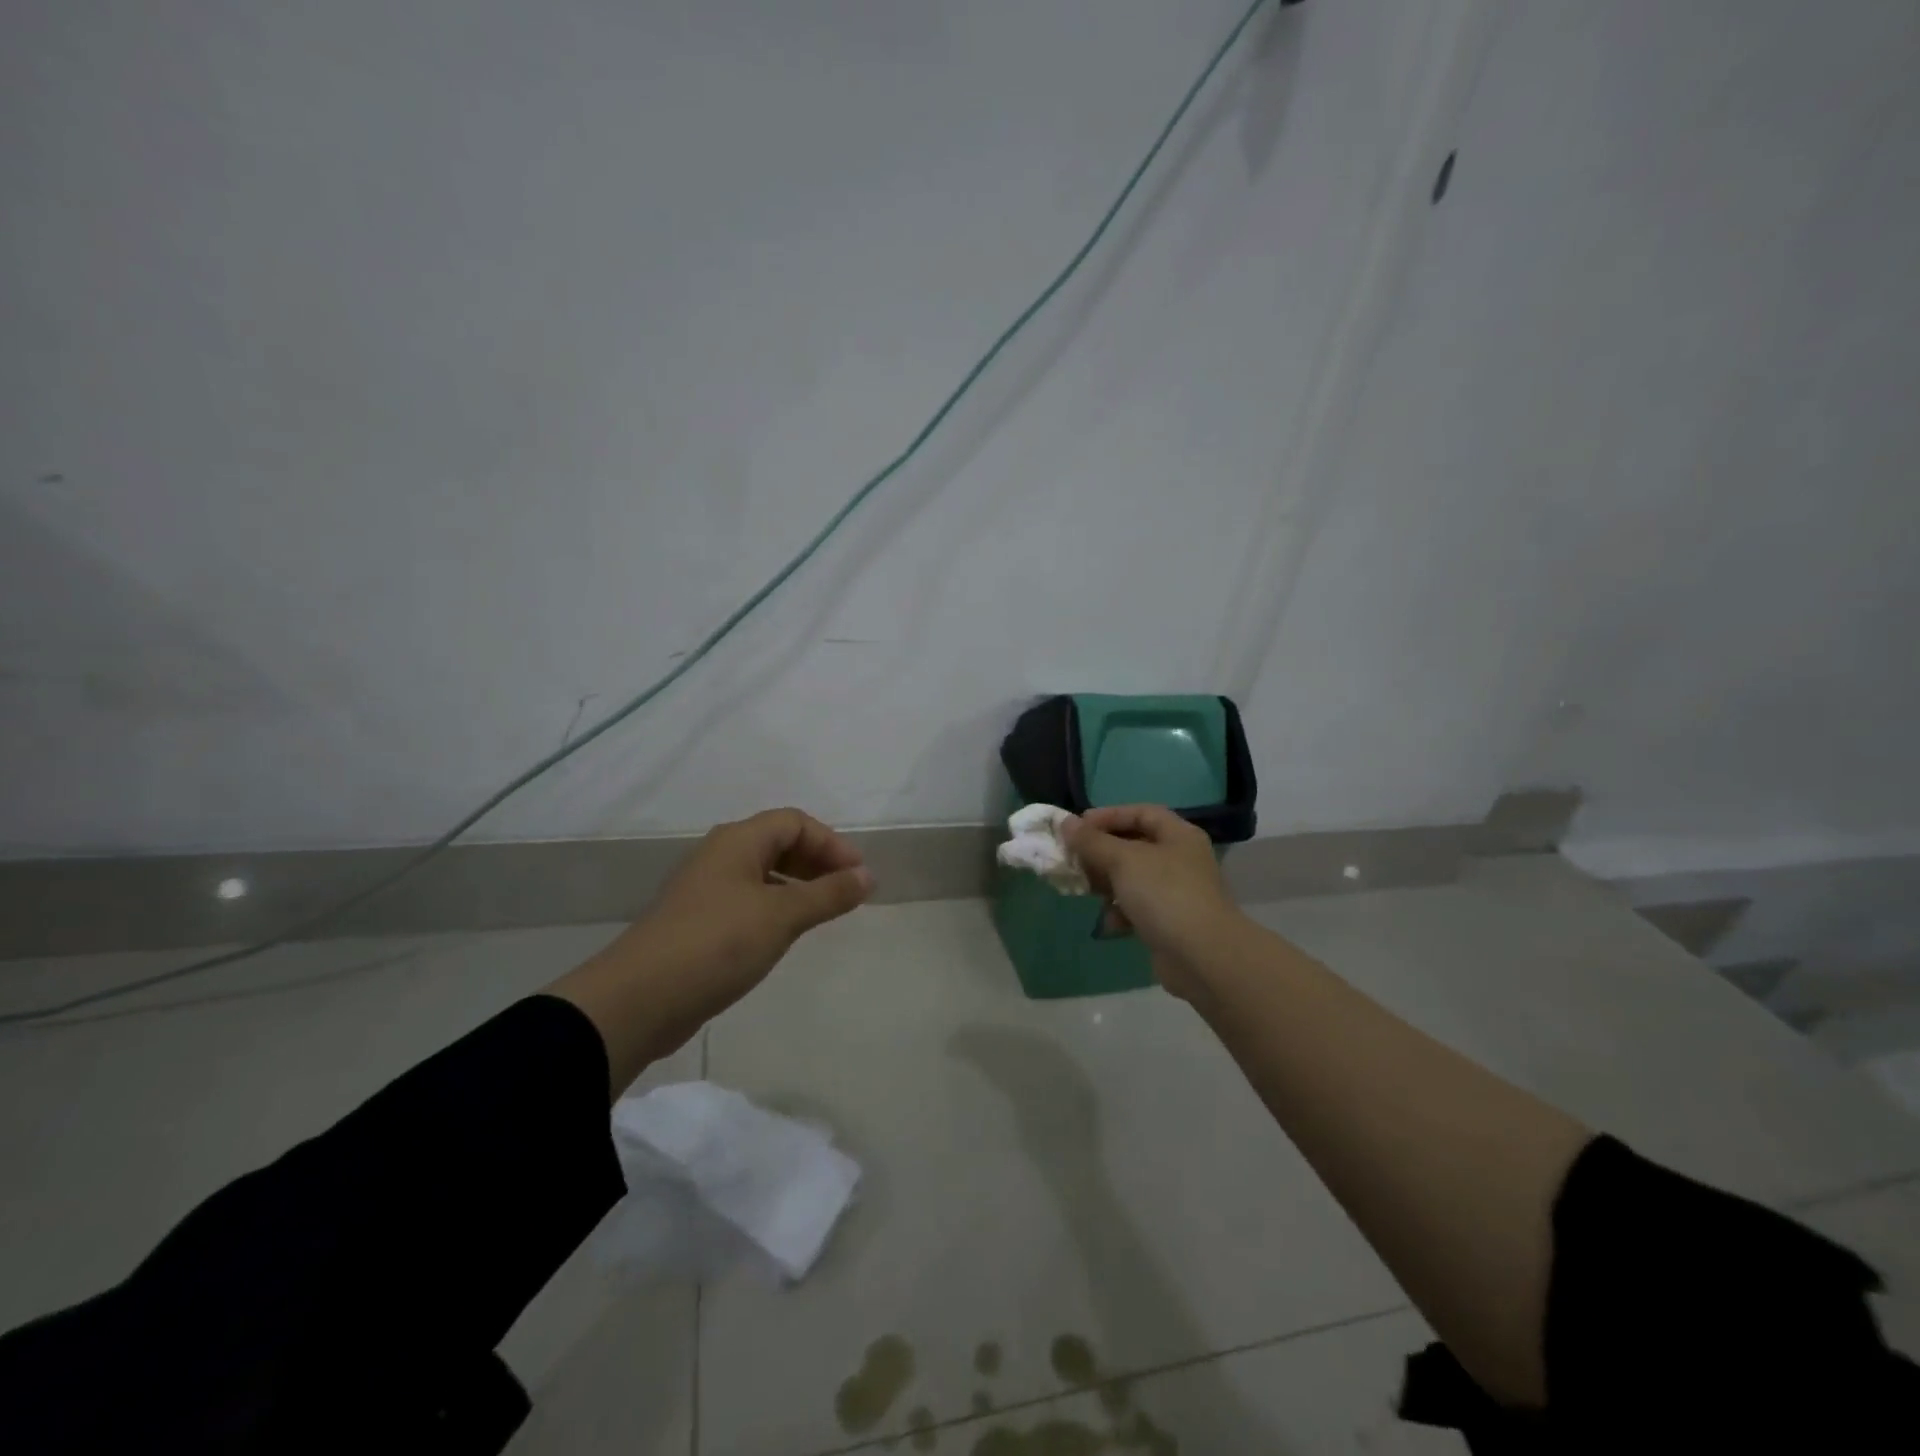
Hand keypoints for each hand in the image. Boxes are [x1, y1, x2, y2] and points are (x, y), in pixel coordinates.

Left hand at [568, 809, 872, 1072]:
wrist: (640, 998)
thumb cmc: (718, 943)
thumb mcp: (782, 915)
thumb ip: (829, 894)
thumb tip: (867, 876)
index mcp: (738, 841)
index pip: (794, 822)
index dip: (831, 842)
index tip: (858, 875)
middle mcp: (721, 856)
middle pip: (778, 843)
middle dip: (817, 862)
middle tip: (846, 893)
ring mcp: (706, 890)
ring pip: (763, 874)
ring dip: (798, 886)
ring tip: (824, 913)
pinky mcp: (699, 922)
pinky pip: (748, 901)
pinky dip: (776, 908)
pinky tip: (786, 934)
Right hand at [1064, 804, 1246, 1001]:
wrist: (1203, 957)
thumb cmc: (1164, 895)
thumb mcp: (1123, 860)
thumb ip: (1092, 841)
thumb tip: (1066, 822)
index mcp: (1178, 835)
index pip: (1141, 813)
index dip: (1109, 815)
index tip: (1078, 827)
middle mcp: (1180, 859)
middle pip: (1134, 845)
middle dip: (1101, 852)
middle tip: (1073, 859)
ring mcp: (1176, 892)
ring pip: (1132, 878)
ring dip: (1107, 883)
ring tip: (1084, 889)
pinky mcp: (1169, 922)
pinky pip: (1138, 908)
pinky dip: (1121, 911)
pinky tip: (1110, 923)